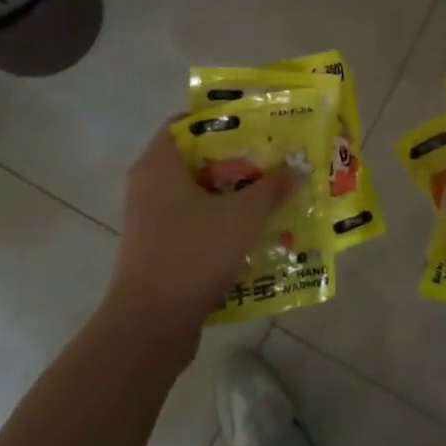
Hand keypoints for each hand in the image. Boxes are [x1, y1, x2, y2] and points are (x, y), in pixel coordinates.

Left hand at [102, 119, 298, 356]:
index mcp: (159, 164)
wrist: (150, 326)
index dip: (221, 119)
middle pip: (196, 158)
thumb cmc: (192, 254)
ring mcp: (150, 219)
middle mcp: (148, 185)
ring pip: (196, 193)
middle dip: (235, 159)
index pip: (186, 123)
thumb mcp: (241, 217)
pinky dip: (219, 221)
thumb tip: (297, 170)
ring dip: (231, 194)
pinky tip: (252, 231)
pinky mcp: (157, 249)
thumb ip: (271, 189)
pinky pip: (192, 222)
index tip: (255, 124)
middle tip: (272, 159)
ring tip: (271, 194)